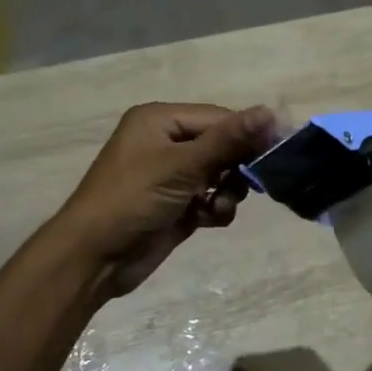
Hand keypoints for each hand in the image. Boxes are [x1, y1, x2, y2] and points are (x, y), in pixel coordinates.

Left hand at [57, 102, 277, 295]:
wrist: (94, 259)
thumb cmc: (133, 200)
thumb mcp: (182, 166)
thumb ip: (228, 140)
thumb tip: (270, 111)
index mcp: (160, 120)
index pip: (218, 118)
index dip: (248, 134)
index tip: (277, 153)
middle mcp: (165, 142)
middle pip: (221, 145)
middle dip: (236, 167)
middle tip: (249, 185)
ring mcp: (170, 176)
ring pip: (220, 174)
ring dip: (227, 191)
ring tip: (218, 206)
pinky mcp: (176, 205)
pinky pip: (210, 198)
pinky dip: (216, 208)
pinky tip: (208, 220)